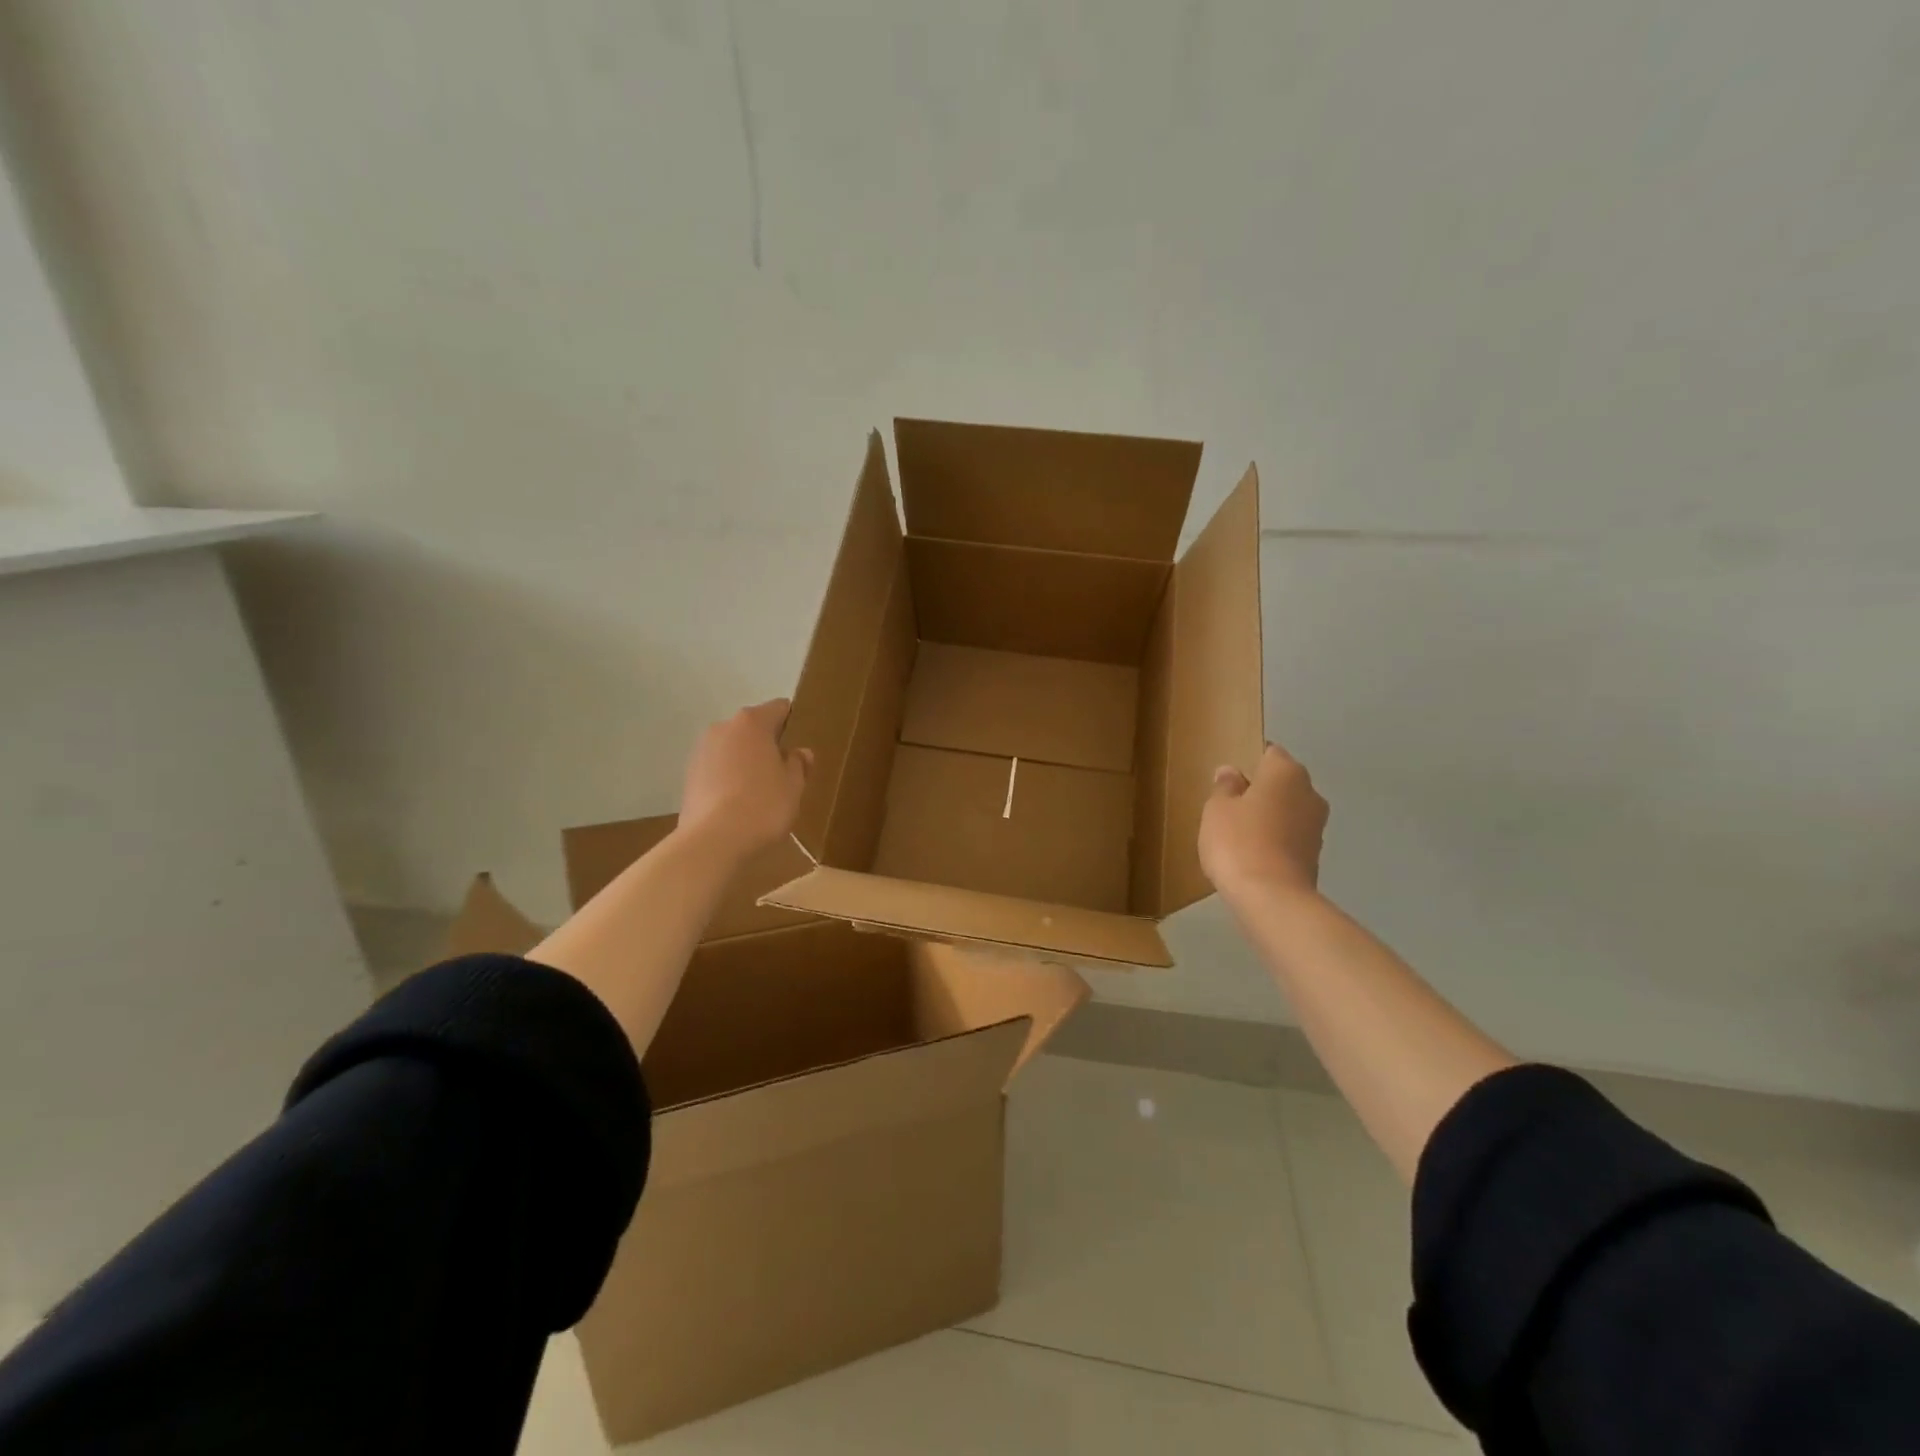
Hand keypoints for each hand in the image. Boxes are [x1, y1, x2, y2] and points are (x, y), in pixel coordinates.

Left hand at [678, 699, 812, 858]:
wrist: (713, 841)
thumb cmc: (763, 806)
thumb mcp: (794, 786)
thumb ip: (798, 764)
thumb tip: (800, 752)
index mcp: (752, 723)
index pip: (779, 709)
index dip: (793, 723)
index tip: (800, 746)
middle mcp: (723, 727)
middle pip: (753, 728)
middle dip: (767, 744)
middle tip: (783, 773)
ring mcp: (702, 750)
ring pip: (733, 748)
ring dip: (746, 761)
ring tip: (759, 791)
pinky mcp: (689, 775)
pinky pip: (717, 768)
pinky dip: (728, 778)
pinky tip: (738, 803)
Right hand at [1199, 743, 1327, 898]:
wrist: (1272, 898)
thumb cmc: (1238, 841)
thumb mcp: (1217, 809)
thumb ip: (1225, 787)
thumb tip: (1233, 772)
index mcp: (1286, 772)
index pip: (1270, 753)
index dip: (1250, 762)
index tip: (1230, 779)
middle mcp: (1309, 793)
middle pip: (1282, 783)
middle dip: (1261, 791)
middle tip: (1230, 806)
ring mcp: (1317, 826)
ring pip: (1288, 811)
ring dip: (1270, 817)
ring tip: (1239, 835)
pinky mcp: (1315, 855)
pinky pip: (1291, 837)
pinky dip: (1275, 841)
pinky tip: (1253, 855)